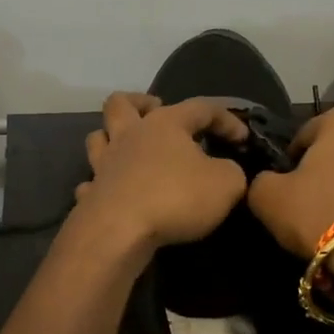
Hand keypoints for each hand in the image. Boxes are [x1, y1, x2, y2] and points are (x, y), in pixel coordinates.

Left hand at [73, 93, 250, 250]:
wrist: (119, 231)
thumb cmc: (175, 197)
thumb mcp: (226, 184)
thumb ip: (231, 172)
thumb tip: (225, 170)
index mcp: (164, 124)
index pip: (200, 108)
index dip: (225, 119)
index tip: (242, 138)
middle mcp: (129, 135)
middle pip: (121, 103)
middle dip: (139, 102)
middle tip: (155, 110)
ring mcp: (104, 164)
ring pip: (98, 137)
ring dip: (111, 138)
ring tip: (129, 148)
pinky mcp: (91, 194)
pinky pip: (91, 182)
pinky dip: (100, 183)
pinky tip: (111, 191)